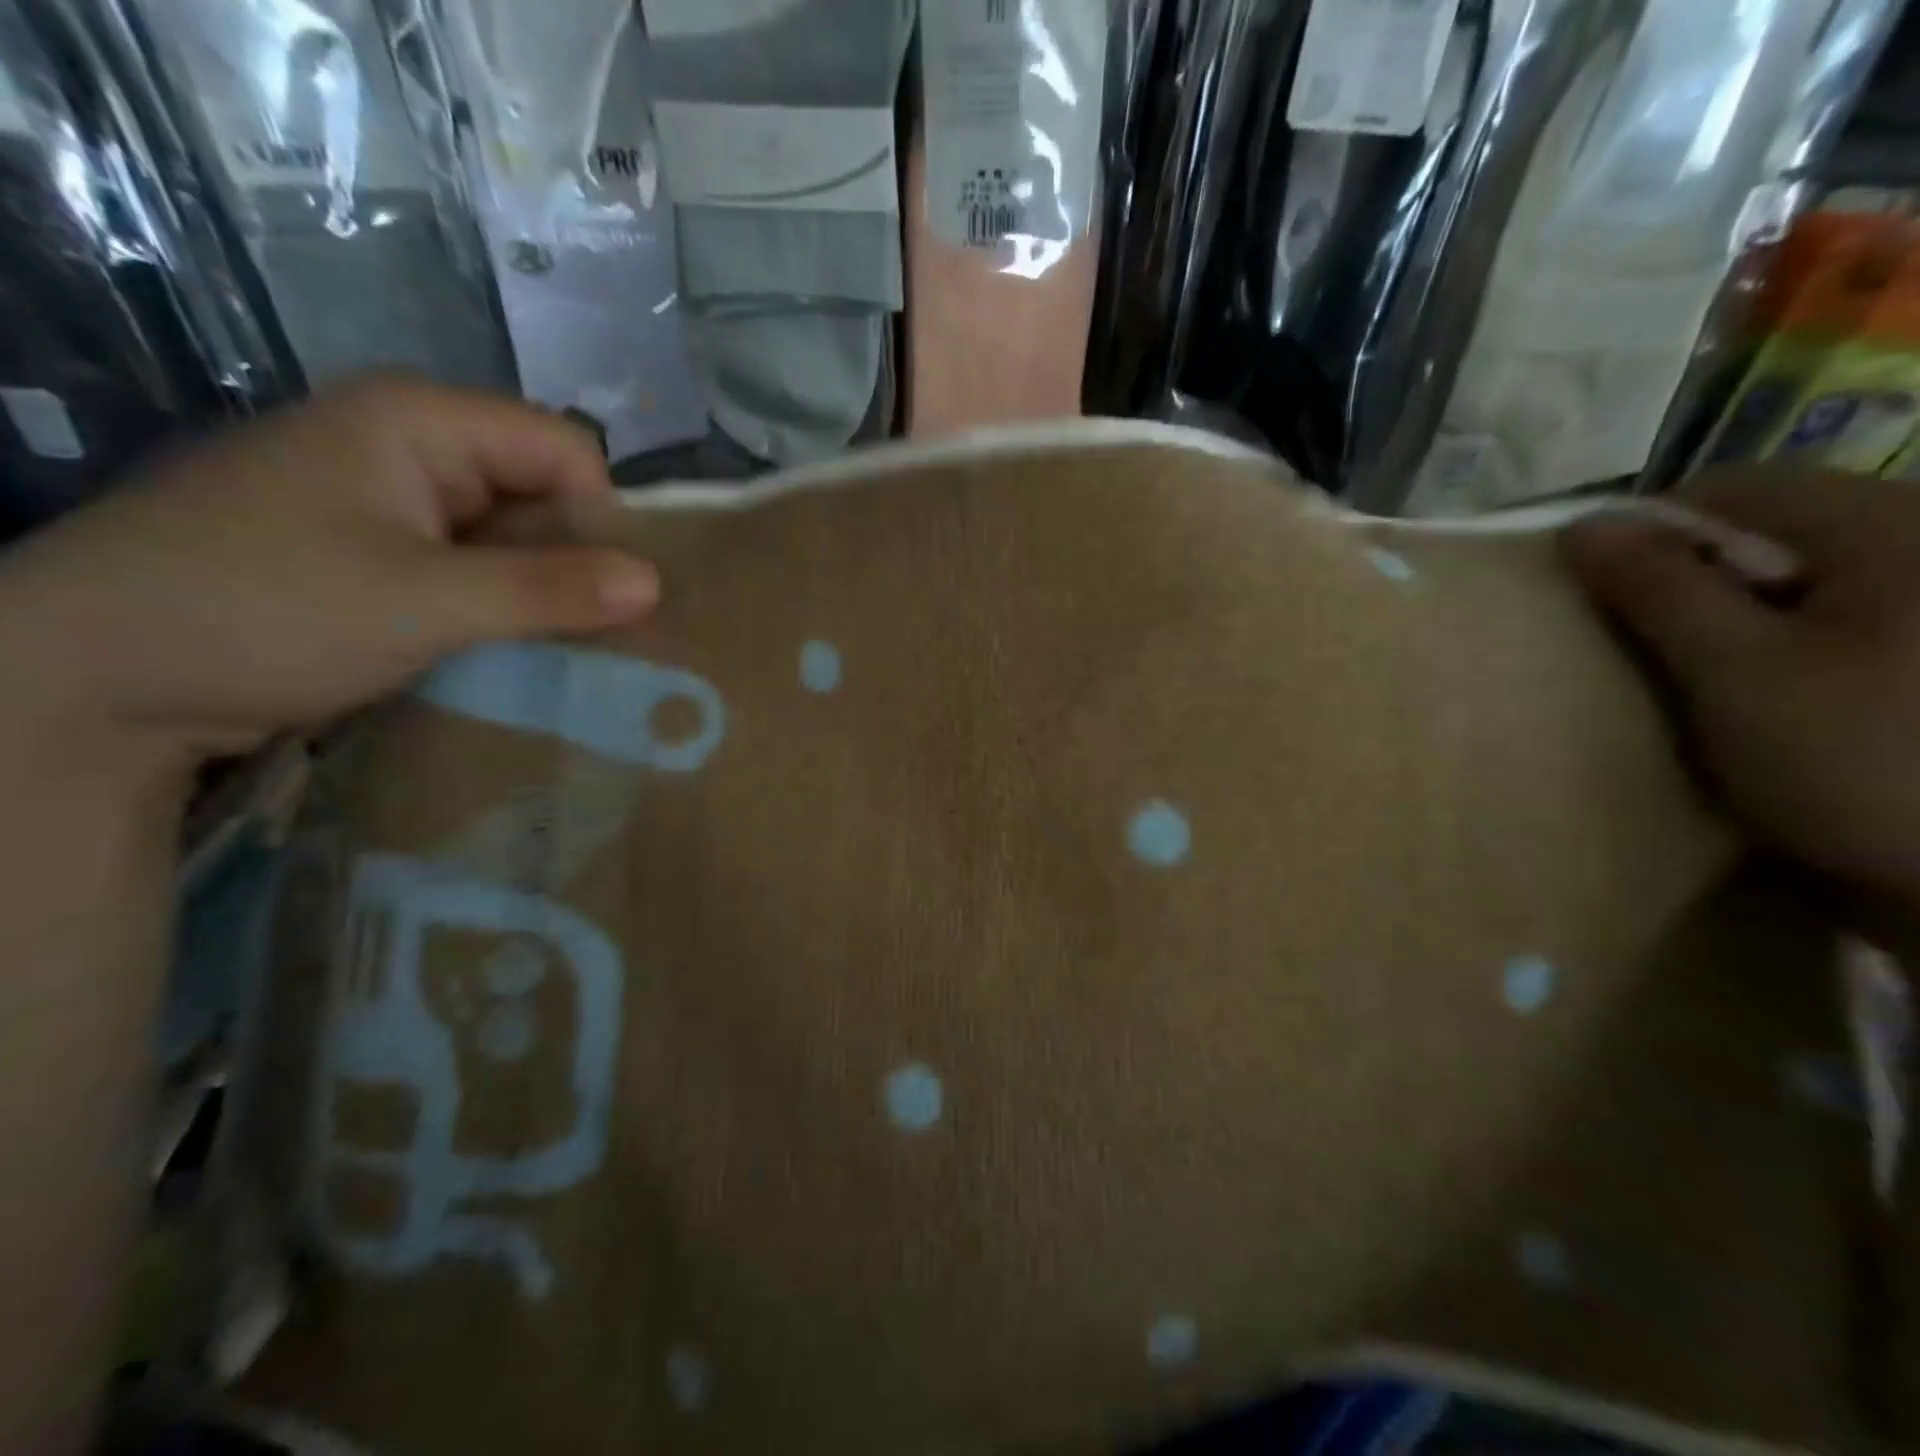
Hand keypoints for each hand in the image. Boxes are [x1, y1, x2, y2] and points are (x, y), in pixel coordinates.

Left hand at [0, 376, 659, 774]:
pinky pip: (468, 572)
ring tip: (566, 652)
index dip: (602, 516)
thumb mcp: (424, 601)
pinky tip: (513, 652)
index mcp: (418, 421)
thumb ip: (548, 589)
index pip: (564, 449)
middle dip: (577, 562)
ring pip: (507, 539)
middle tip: (605, 635)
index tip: (616, 595)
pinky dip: (500, 610)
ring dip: (540, 594)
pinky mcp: (372, 556)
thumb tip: (657, 585)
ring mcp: (386, 504)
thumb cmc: (262, 610)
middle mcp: (407, 448)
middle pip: (539, 493)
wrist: (85, 681)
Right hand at [1563, 466, 1919, 911]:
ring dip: (1734, 608)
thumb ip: (1658, 590)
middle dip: (1693, 573)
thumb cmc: (1864, 762)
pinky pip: (1837, 607)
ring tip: (1708, 672)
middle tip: (1656, 644)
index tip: (1606, 596)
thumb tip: (1582, 526)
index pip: (1730, 486)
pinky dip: (1783, 634)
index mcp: (1890, 524)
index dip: (1649, 530)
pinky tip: (1775, 689)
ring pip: (1799, 568)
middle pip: (1769, 523)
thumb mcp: (1736, 674)